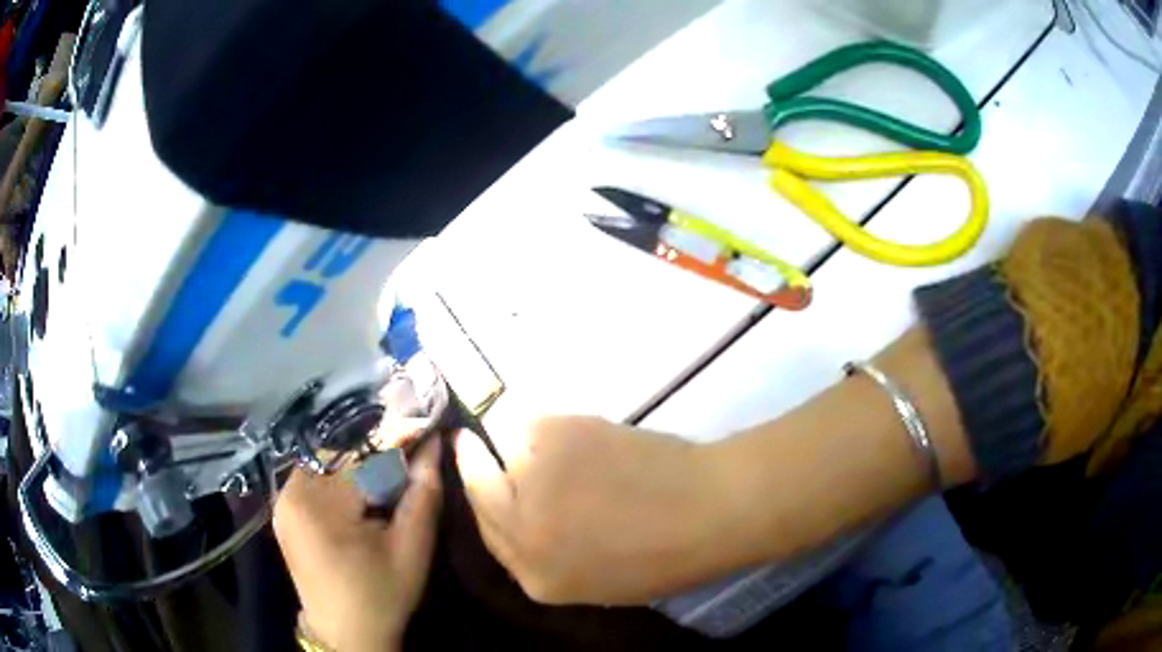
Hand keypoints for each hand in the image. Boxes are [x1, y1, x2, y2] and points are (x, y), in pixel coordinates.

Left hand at [274, 442, 440, 651]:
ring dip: (358, 467)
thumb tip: (434, 444)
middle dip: (377, 457)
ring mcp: (283, 500)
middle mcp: (292, 491)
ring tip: (386, 484)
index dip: (399, 443)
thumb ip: (423, 493)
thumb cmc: (382, 595)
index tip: (427, 432)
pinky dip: (340, 480)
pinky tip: (360, 499)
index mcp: (321, 503)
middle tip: (408, 465)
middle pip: (343, 455)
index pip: (365, 456)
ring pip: (328, 463)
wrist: (345, 634)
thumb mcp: (412, 548)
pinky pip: (315, 479)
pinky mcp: (283, 510)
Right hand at [455, 416, 735, 605]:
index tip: (477, 474)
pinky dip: (549, 424)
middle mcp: (520, 532)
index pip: (489, 535)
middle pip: (477, 489)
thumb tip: (525, 517)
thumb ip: (549, 555)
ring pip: (502, 446)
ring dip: (520, 442)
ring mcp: (532, 481)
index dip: (483, 501)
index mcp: (536, 578)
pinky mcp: (553, 437)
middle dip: (472, 462)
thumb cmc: (669, 554)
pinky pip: (531, 421)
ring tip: (562, 444)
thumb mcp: (598, 580)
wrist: (710, 511)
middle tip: (472, 441)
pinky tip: (585, 435)